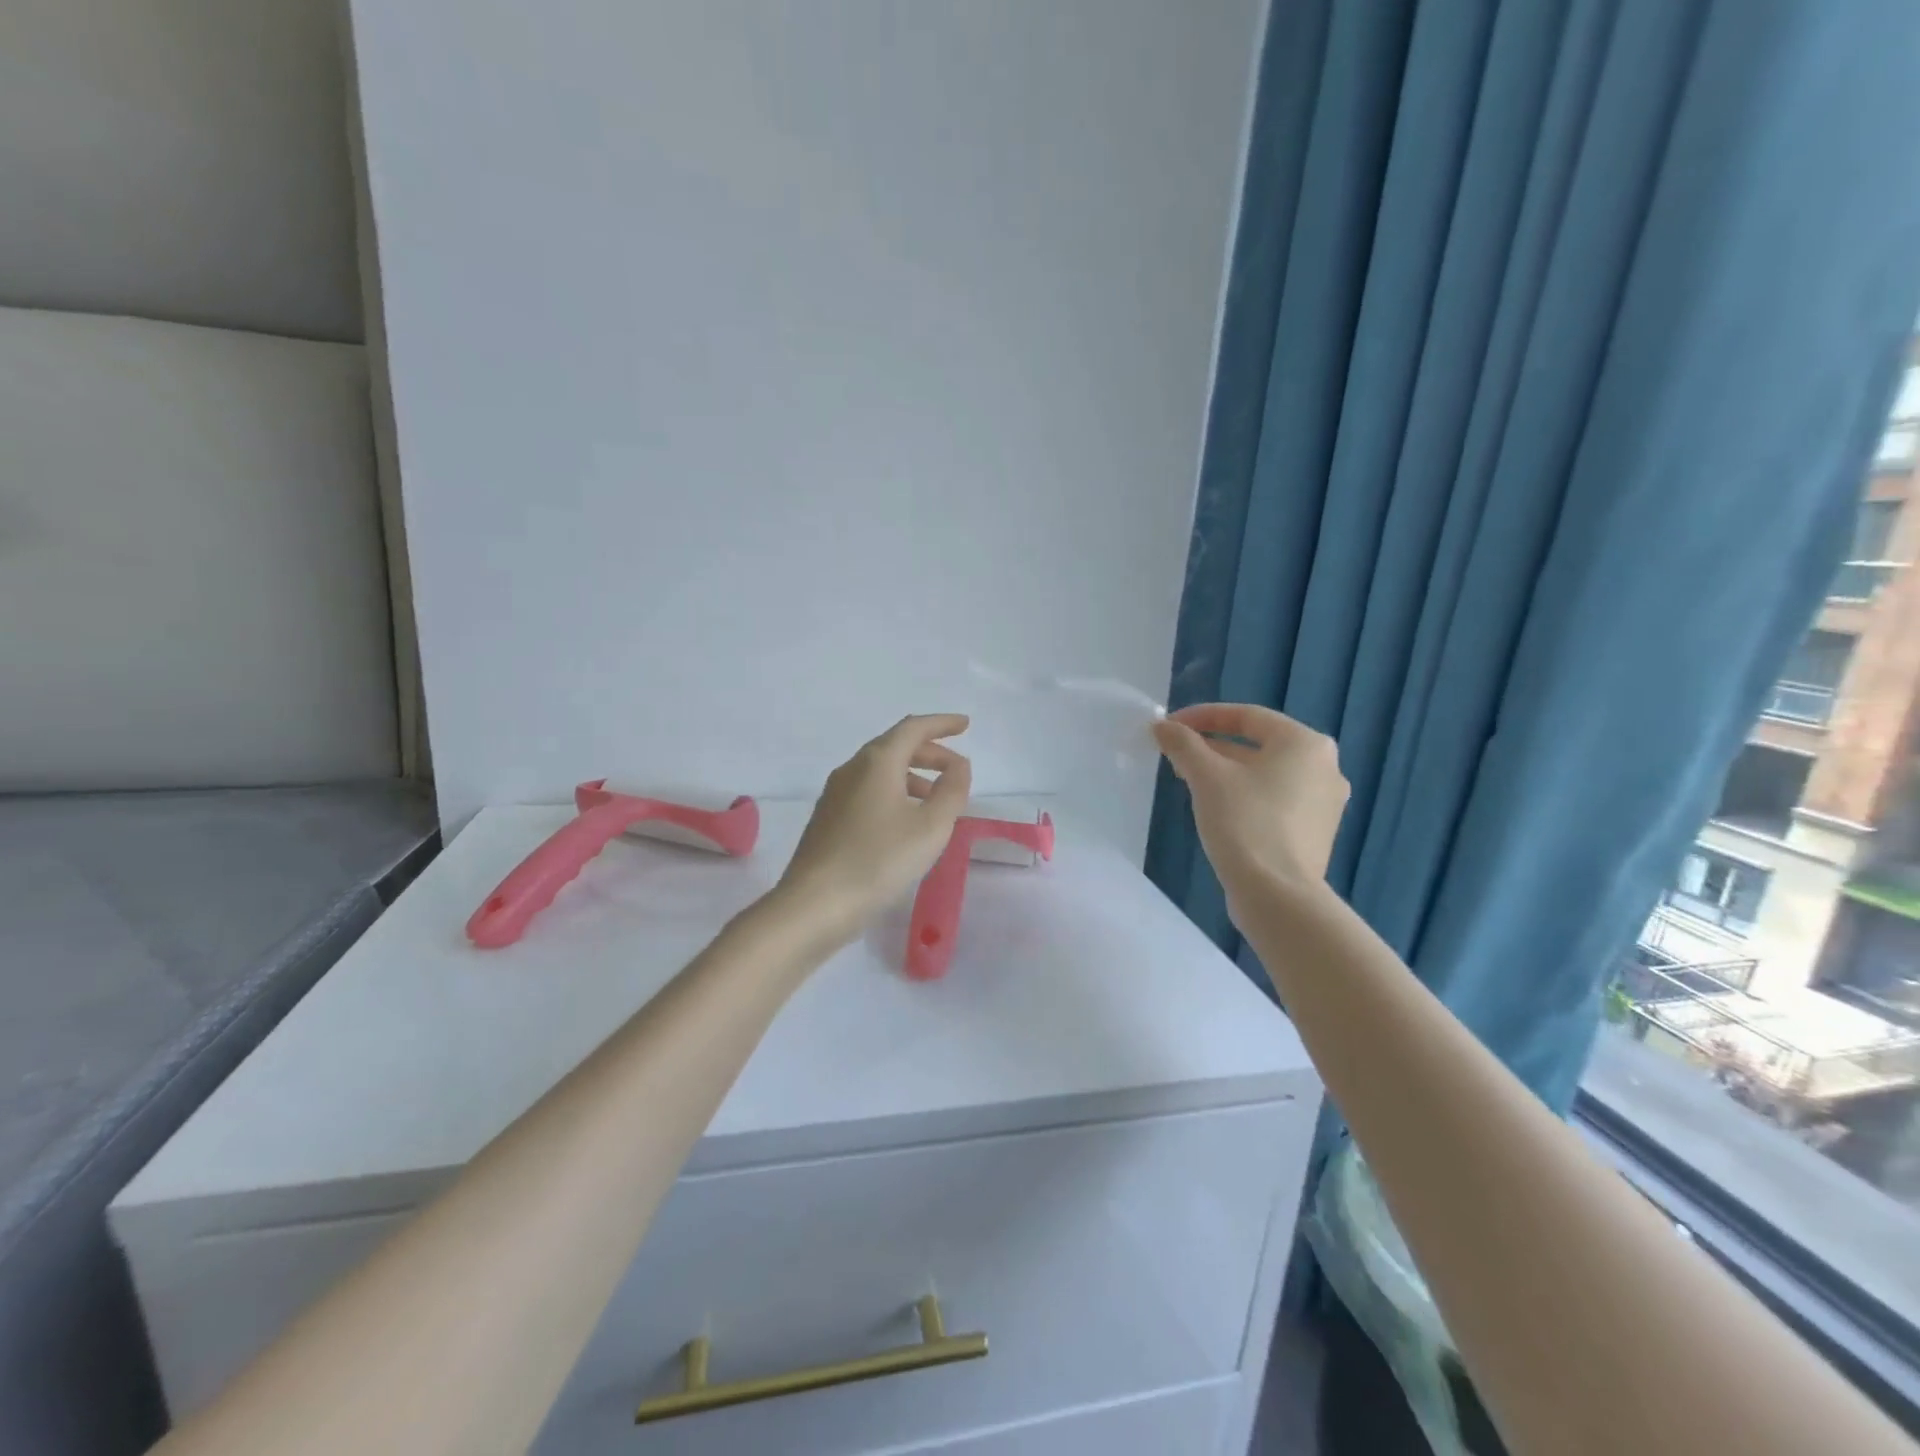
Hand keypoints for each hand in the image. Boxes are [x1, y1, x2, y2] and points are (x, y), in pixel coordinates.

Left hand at [775, 714, 973, 944]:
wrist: (814, 904)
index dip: (942, 724)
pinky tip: (905, 821)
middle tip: (957, 770)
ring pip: (880, 771)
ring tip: (937, 800)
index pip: (913, 728)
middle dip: (930, 753)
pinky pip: (868, 791)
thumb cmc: (879, 861)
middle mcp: (852, 769)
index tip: (965, 725)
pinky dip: (894, 793)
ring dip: (913, 776)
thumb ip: (952, 791)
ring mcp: (835, 794)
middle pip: (895, 747)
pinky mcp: (827, 819)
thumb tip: (958, 766)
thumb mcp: (931, 827)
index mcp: (877, 762)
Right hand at [1153, 703, 1348, 917]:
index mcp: (1305, 743)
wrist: (1277, 895)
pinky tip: (1216, 808)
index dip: (1202, 716)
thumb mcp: (1206, 776)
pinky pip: (1274, 799)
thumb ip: (1183, 744)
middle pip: (1258, 744)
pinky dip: (1244, 795)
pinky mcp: (1315, 831)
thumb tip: (1162, 726)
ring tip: (1188, 780)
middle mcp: (1325, 766)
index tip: (1169, 726)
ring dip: (1226, 771)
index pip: (1247, 715)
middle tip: (1175, 754)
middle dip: (1212, 746)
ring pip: (1265, 773)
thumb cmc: (1244, 822)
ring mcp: (1325, 802)